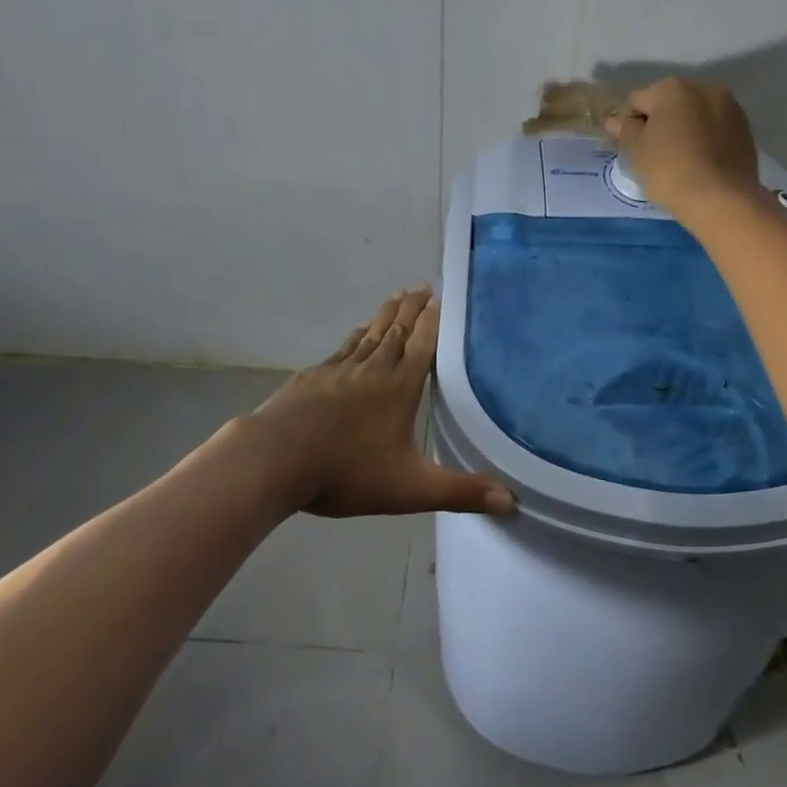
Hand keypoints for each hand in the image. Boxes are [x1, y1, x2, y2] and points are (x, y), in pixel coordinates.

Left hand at [228, 288, 514, 518]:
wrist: (276, 458)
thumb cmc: (347, 472)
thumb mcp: (410, 489)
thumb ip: (459, 492)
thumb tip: (510, 501)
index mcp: (399, 388)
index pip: (422, 345)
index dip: (433, 321)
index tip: (440, 297)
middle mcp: (373, 369)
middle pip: (397, 331)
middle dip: (412, 308)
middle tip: (422, 286)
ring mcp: (339, 370)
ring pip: (370, 335)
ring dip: (386, 315)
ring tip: (396, 297)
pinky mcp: (313, 377)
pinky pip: (344, 348)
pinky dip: (356, 336)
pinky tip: (357, 333)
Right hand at [605, 78, 762, 218]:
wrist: (722, 199)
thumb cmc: (670, 169)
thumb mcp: (637, 151)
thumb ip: (625, 130)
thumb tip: (615, 120)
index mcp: (673, 88)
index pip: (638, 100)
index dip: (630, 123)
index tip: (630, 147)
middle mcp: (705, 88)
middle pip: (670, 104)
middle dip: (660, 124)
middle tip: (654, 156)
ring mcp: (731, 108)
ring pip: (696, 117)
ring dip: (685, 131)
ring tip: (681, 163)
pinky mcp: (746, 131)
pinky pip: (716, 131)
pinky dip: (706, 141)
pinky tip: (701, 165)